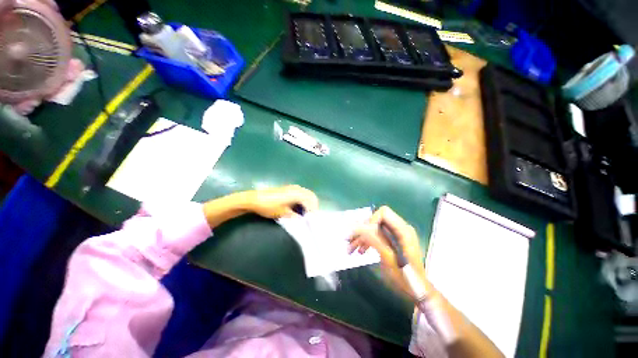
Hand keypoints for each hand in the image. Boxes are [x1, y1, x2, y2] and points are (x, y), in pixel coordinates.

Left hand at [244, 185, 318, 218]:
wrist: (253, 200)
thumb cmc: (268, 206)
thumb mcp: (283, 214)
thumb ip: (296, 217)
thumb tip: (303, 221)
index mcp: (297, 193)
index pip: (312, 202)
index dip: (314, 212)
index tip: (312, 222)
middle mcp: (296, 188)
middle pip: (311, 196)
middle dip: (312, 207)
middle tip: (310, 219)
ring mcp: (291, 188)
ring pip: (305, 194)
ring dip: (307, 204)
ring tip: (305, 215)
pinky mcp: (285, 189)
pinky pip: (299, 194)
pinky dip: (302, 201)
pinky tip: (297, 209)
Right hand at [349, 206, 428, 296]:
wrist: (417, 291)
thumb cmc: (404, 277)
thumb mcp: (388, 259)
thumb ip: (375, 240)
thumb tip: (359, 227)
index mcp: (404, 231)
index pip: (383, 213)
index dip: (370, 222)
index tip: (359, 238)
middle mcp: (403, 230)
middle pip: (379, 221)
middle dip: (363, 231)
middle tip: (349, 245)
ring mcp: (400, 237)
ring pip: (378, 229)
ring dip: (364, 238)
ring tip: (351, 250)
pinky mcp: (397, 244)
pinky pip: (381, 237)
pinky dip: (370, 242)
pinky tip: (362, 252)